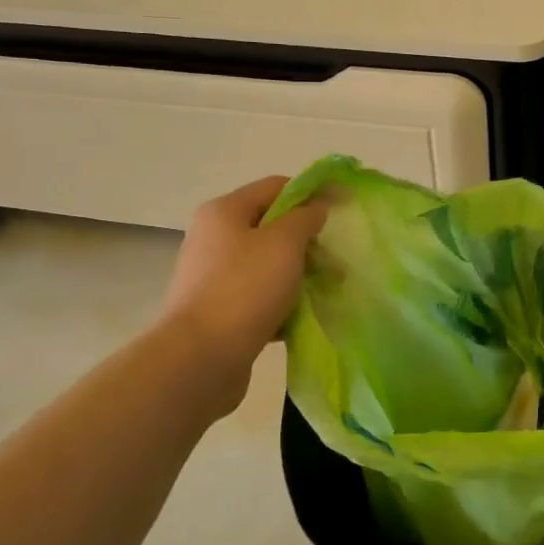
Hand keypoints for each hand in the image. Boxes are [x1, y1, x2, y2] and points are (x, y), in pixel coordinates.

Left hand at [160, 176, 325, 410]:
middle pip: (271, 226)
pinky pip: (260, 297)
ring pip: (268, 264)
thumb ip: (305, 218)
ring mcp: (215, 276)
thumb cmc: (244, 289)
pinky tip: (303, 317)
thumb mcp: (284, 243)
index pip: (275, 186)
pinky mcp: (220, 311)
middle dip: (308, 240)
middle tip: (337, 260)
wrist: (200, 358)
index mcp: (224, 212)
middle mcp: (214, 238)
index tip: (343, 208)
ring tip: (328, 290)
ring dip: (299, 274)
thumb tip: (314, 207)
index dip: (312, 193)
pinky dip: (282, 302)